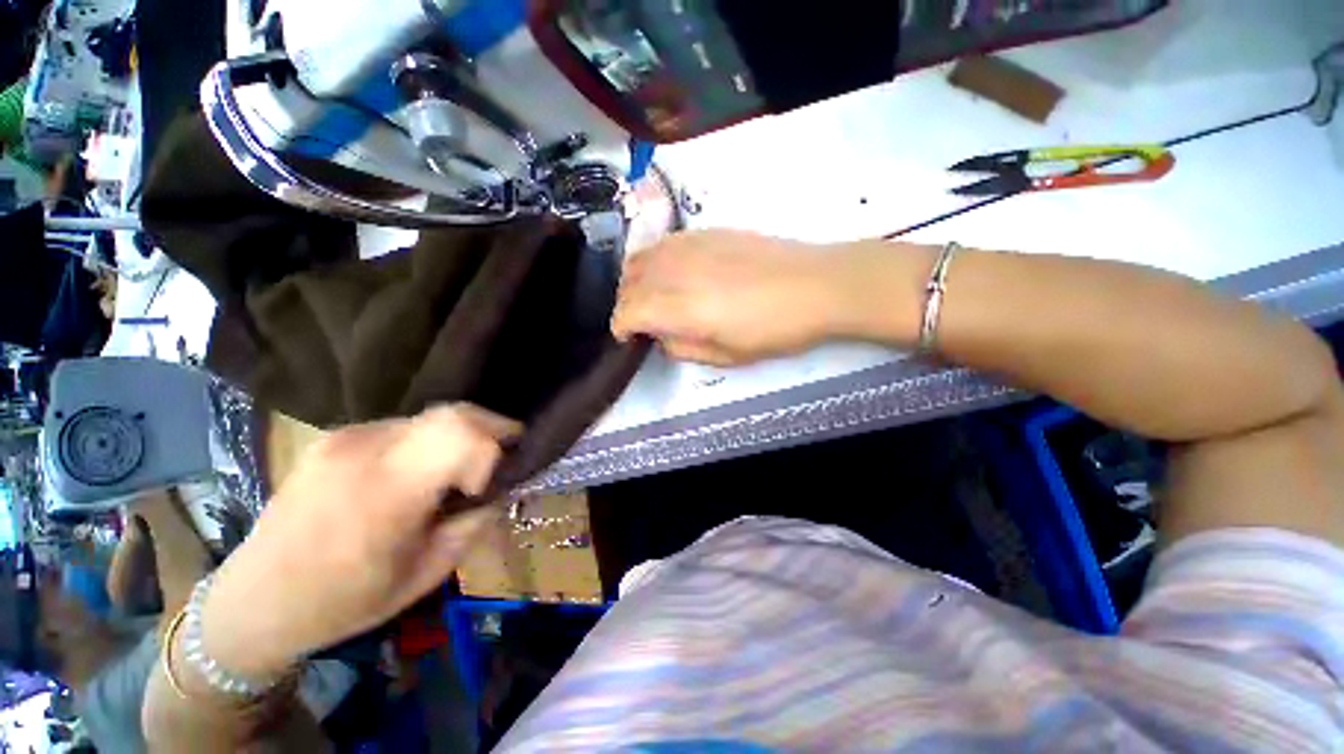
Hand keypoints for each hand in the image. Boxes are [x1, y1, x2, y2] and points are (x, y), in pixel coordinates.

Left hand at [199, 404, 519, 681]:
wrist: (253, 602)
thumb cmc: (344, 601)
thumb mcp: (425, 574)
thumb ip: (474, 524)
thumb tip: (502, 490)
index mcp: (387, 494)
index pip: (463, 435)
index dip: (494, 449)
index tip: (492, 481)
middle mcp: (366, 451)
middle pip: (454, 414)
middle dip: (492, 428)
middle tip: (505, 454)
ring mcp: (346, 438)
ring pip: (431, 418)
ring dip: (459, 437)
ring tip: (456, 471)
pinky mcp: (335, 437)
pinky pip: (403, 427)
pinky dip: (428, 441)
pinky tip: (416, 472)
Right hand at [612, 230, 853, 365]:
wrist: (815, 285)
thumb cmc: (774, 330)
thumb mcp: (726, 356)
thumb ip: (684, 348)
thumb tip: (662, 336)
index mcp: (680, 306)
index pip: (628, 310)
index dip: (620, 326)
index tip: (626, 337)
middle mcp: (676, 270)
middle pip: (629, 281)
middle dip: (625, 303)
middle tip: (638, 320)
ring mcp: (690, 245)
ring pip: (642, 257)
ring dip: (635, 279)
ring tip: (648, 296)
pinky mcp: (706, 232)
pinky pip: (664, 243)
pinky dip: (654, 260)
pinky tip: (670, 272)